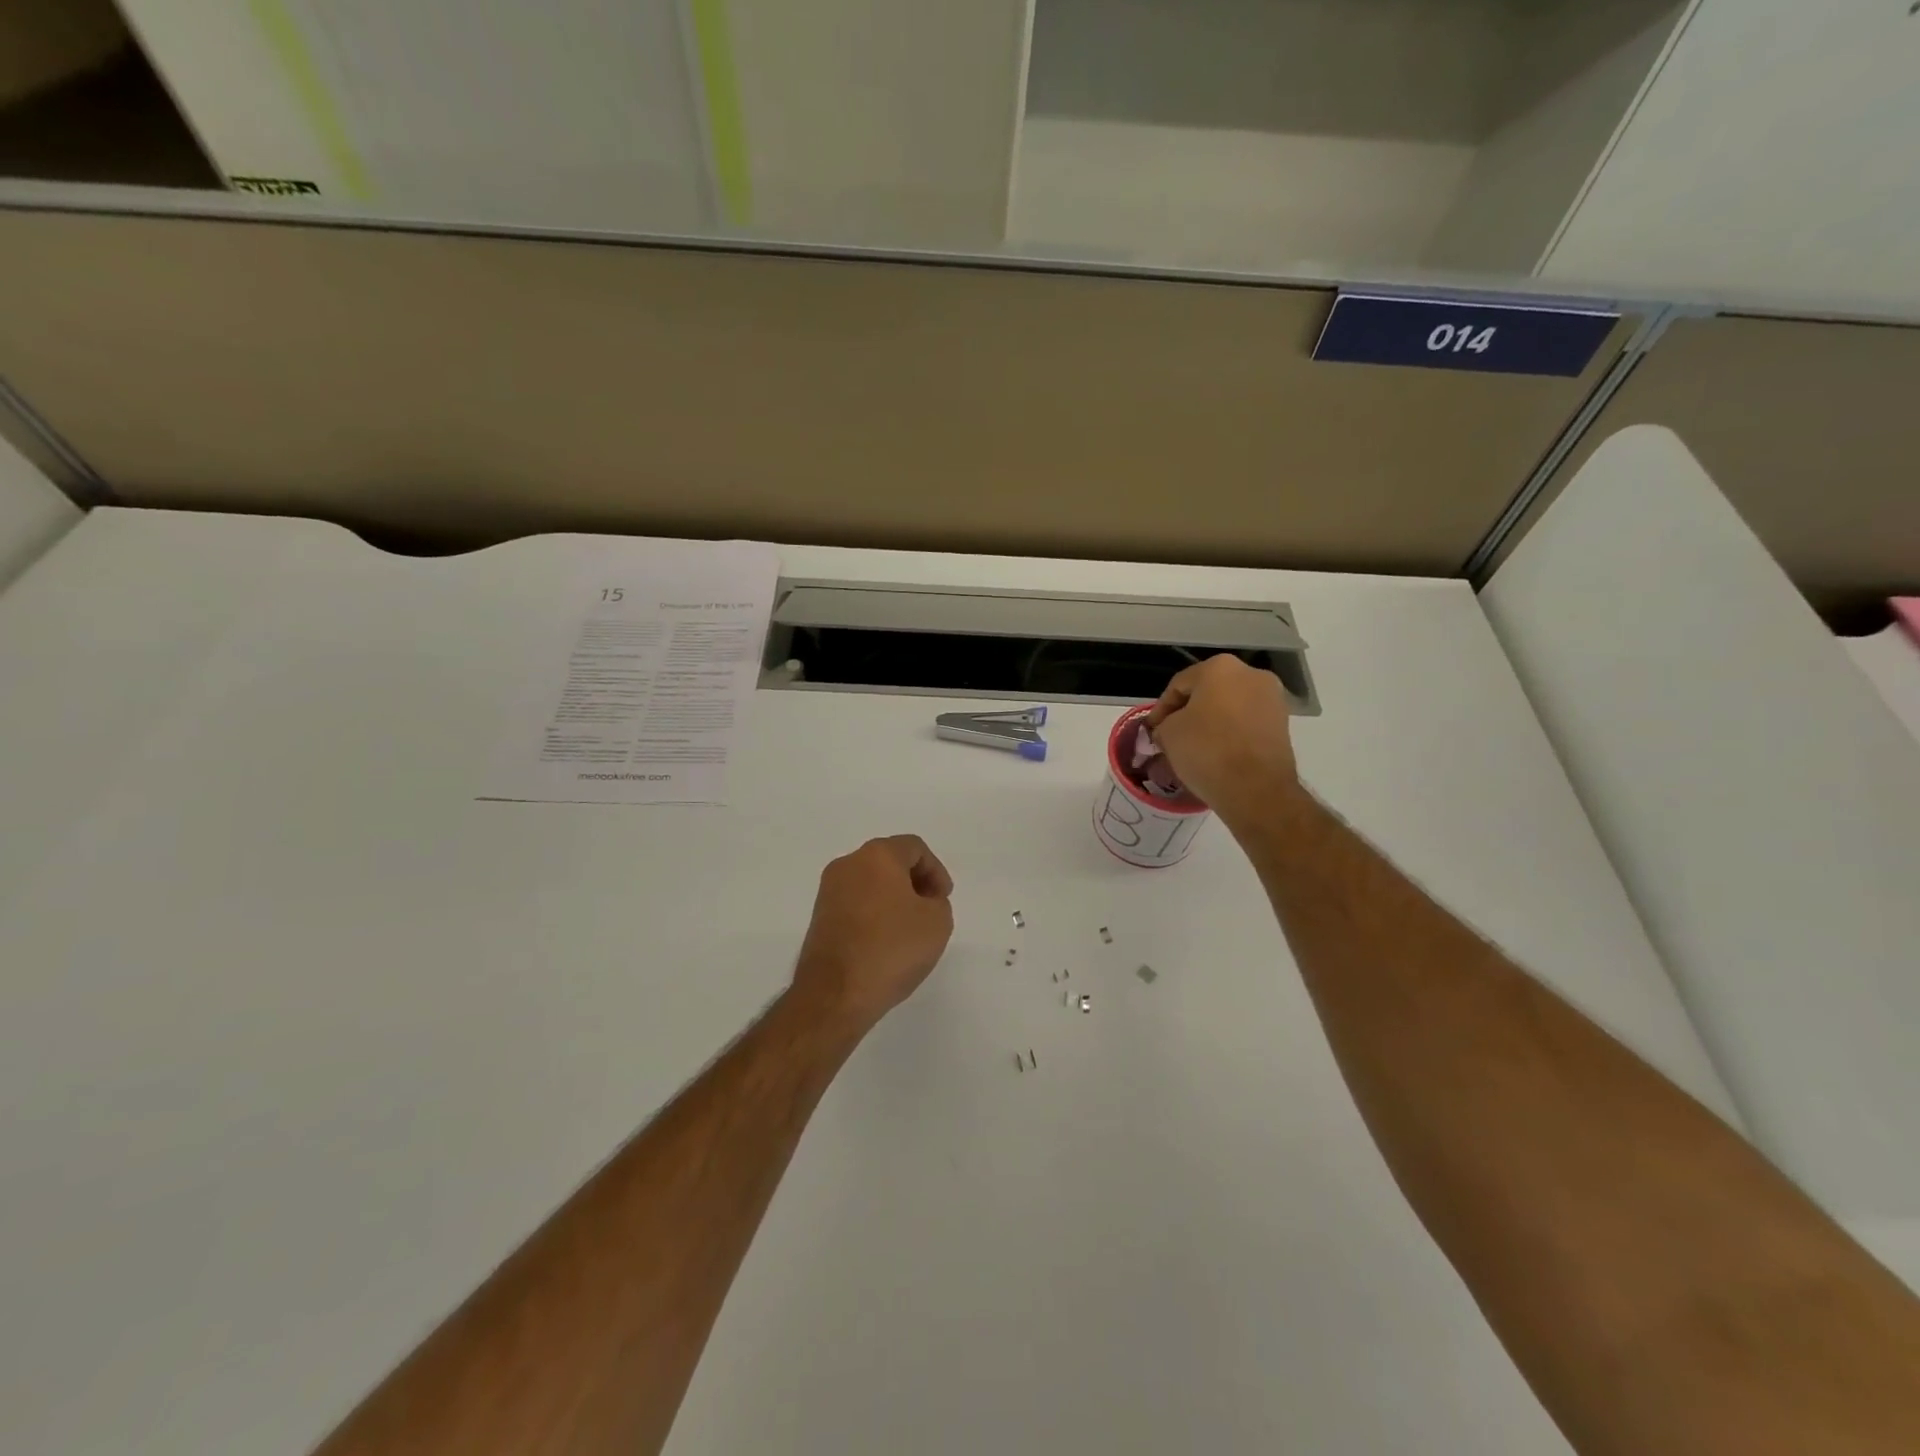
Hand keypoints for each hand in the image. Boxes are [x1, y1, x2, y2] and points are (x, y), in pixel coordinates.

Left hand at [791, 835, 955, 1034]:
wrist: (835, 993)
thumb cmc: (891, 949)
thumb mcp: (937, 923)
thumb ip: (938, 902)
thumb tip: (921, 902)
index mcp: (877, 855)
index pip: (914, 848)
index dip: (936, 871)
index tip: (943, 900)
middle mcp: (848, 864)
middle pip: (889, 861)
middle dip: (914, 881)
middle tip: (929, 910)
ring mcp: (829, 890)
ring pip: (870, 882)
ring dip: (893, 898)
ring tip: (908, 929)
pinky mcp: (819, 916)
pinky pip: (855, 902)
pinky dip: (873, 912)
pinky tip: (885, 941)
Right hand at [1145, 655, 1299, 828]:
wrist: (1256, 789)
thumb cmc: (1207, 750)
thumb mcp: (1168, 734)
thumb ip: (1164, 724)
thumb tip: (1169, 729)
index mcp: (1219, 667)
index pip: (1179, 685)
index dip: (1160, 708)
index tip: (1151, 730)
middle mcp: (1250, 674)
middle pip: (1207, 692)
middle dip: (1188, 712)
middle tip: (1170, 735)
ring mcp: (1272, 698)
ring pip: (1229, 706)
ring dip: (1210, 722)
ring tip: (1194, 746)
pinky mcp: (1283, 723)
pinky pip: (1246, 722)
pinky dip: (1230, 732)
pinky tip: (1217, 752)